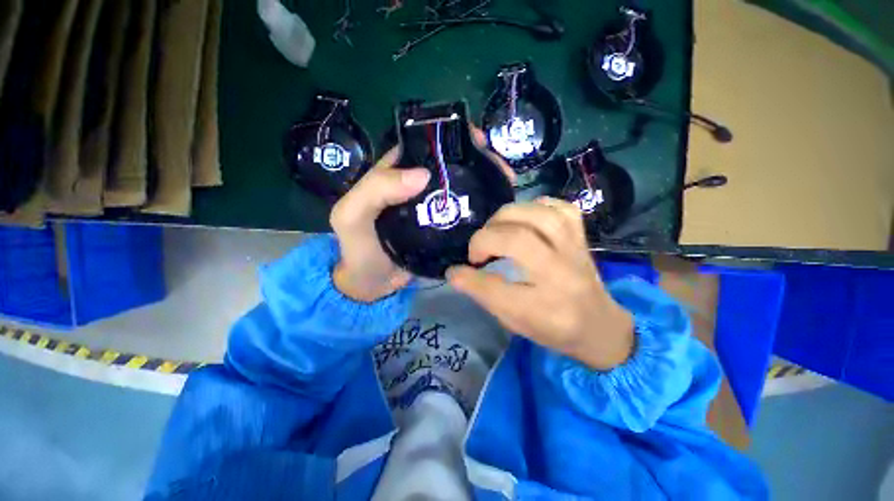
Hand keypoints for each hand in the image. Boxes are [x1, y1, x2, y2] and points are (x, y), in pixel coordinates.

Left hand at [330, 126, 513, 302]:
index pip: (424, 146)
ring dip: (484, 184)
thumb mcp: (352, 216)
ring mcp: (433, 209)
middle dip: (477, 161)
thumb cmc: (358, 249)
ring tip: (506, 186)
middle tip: (501, 168)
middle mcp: (417, 187)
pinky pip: (463, 214)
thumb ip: (375, 190)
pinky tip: (497, 209)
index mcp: (396, 174)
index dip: (450, 137)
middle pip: (450, 166)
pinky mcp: (443, 229)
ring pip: (461, 188)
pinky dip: (480, 210)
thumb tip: (422, 175)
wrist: (372, 286)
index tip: (478, 141)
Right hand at [446, 198, 633, 369]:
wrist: (599, 325)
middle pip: (518, 240)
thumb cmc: (552, 327)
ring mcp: (574, 250)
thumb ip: (484, 295)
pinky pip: (560, 208)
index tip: (455, 270)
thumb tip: (455, 272)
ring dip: (506, 217)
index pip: (496, 289)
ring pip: (539, 216)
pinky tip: (524, 217)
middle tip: (478, 251)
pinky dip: (536, 206)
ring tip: (496, 229)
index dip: (468, 277)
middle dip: (486, 239)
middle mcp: (561, 274)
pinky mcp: (581, 236)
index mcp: (543, 307)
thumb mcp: (514, 321)